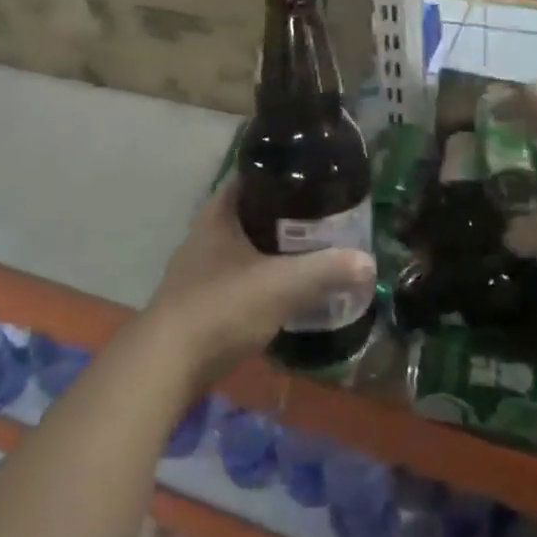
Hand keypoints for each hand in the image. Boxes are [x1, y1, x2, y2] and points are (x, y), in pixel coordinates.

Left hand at [143, 179, 374, 382]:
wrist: (168, 362)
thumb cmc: (222, 306)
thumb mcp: (281, 284)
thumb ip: (325, 270)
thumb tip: (368, 261)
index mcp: (217, 215)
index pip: (248, 178)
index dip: (277, 174)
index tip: (309, 178)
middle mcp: (203, 235)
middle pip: (246, 213)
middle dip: (280, 216)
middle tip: (320, 219)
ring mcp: (198, 270)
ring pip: (241, 249)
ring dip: (269, 251)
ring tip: (307, 254)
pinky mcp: (199, 302)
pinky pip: (236, 280)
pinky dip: (258, 281)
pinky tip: (282, 292)